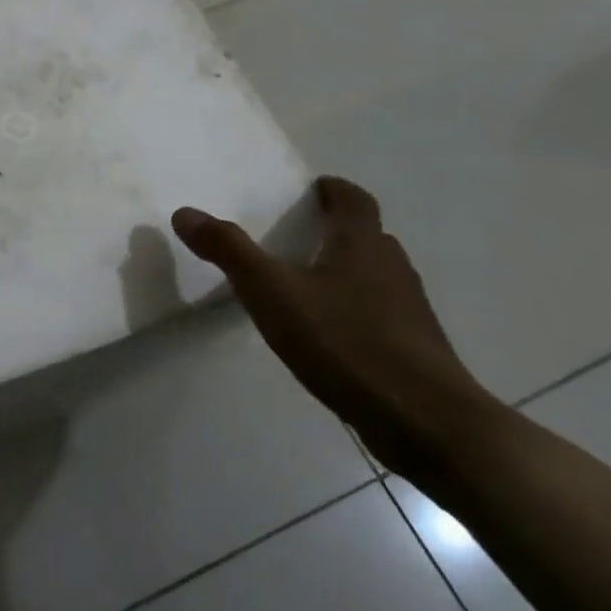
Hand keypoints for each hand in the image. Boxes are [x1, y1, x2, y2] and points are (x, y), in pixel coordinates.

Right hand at [172, 176, 503, 476]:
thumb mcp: (272, 294)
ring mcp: (409, 310)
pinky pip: (380, 313)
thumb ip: (229, 251)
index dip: (333, 190)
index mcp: (362, 245)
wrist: (426, 422)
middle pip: (366, 235)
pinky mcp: (414, 348)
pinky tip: (329, 335)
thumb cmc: (346, 343)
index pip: (354, 200)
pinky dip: (354, 310)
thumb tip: (184, 213)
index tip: (312, 189)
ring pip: (374, 275)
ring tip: (305, 284)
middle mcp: (392, 267)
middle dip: (335, 230)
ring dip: (345, 271)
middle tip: (296, 235)